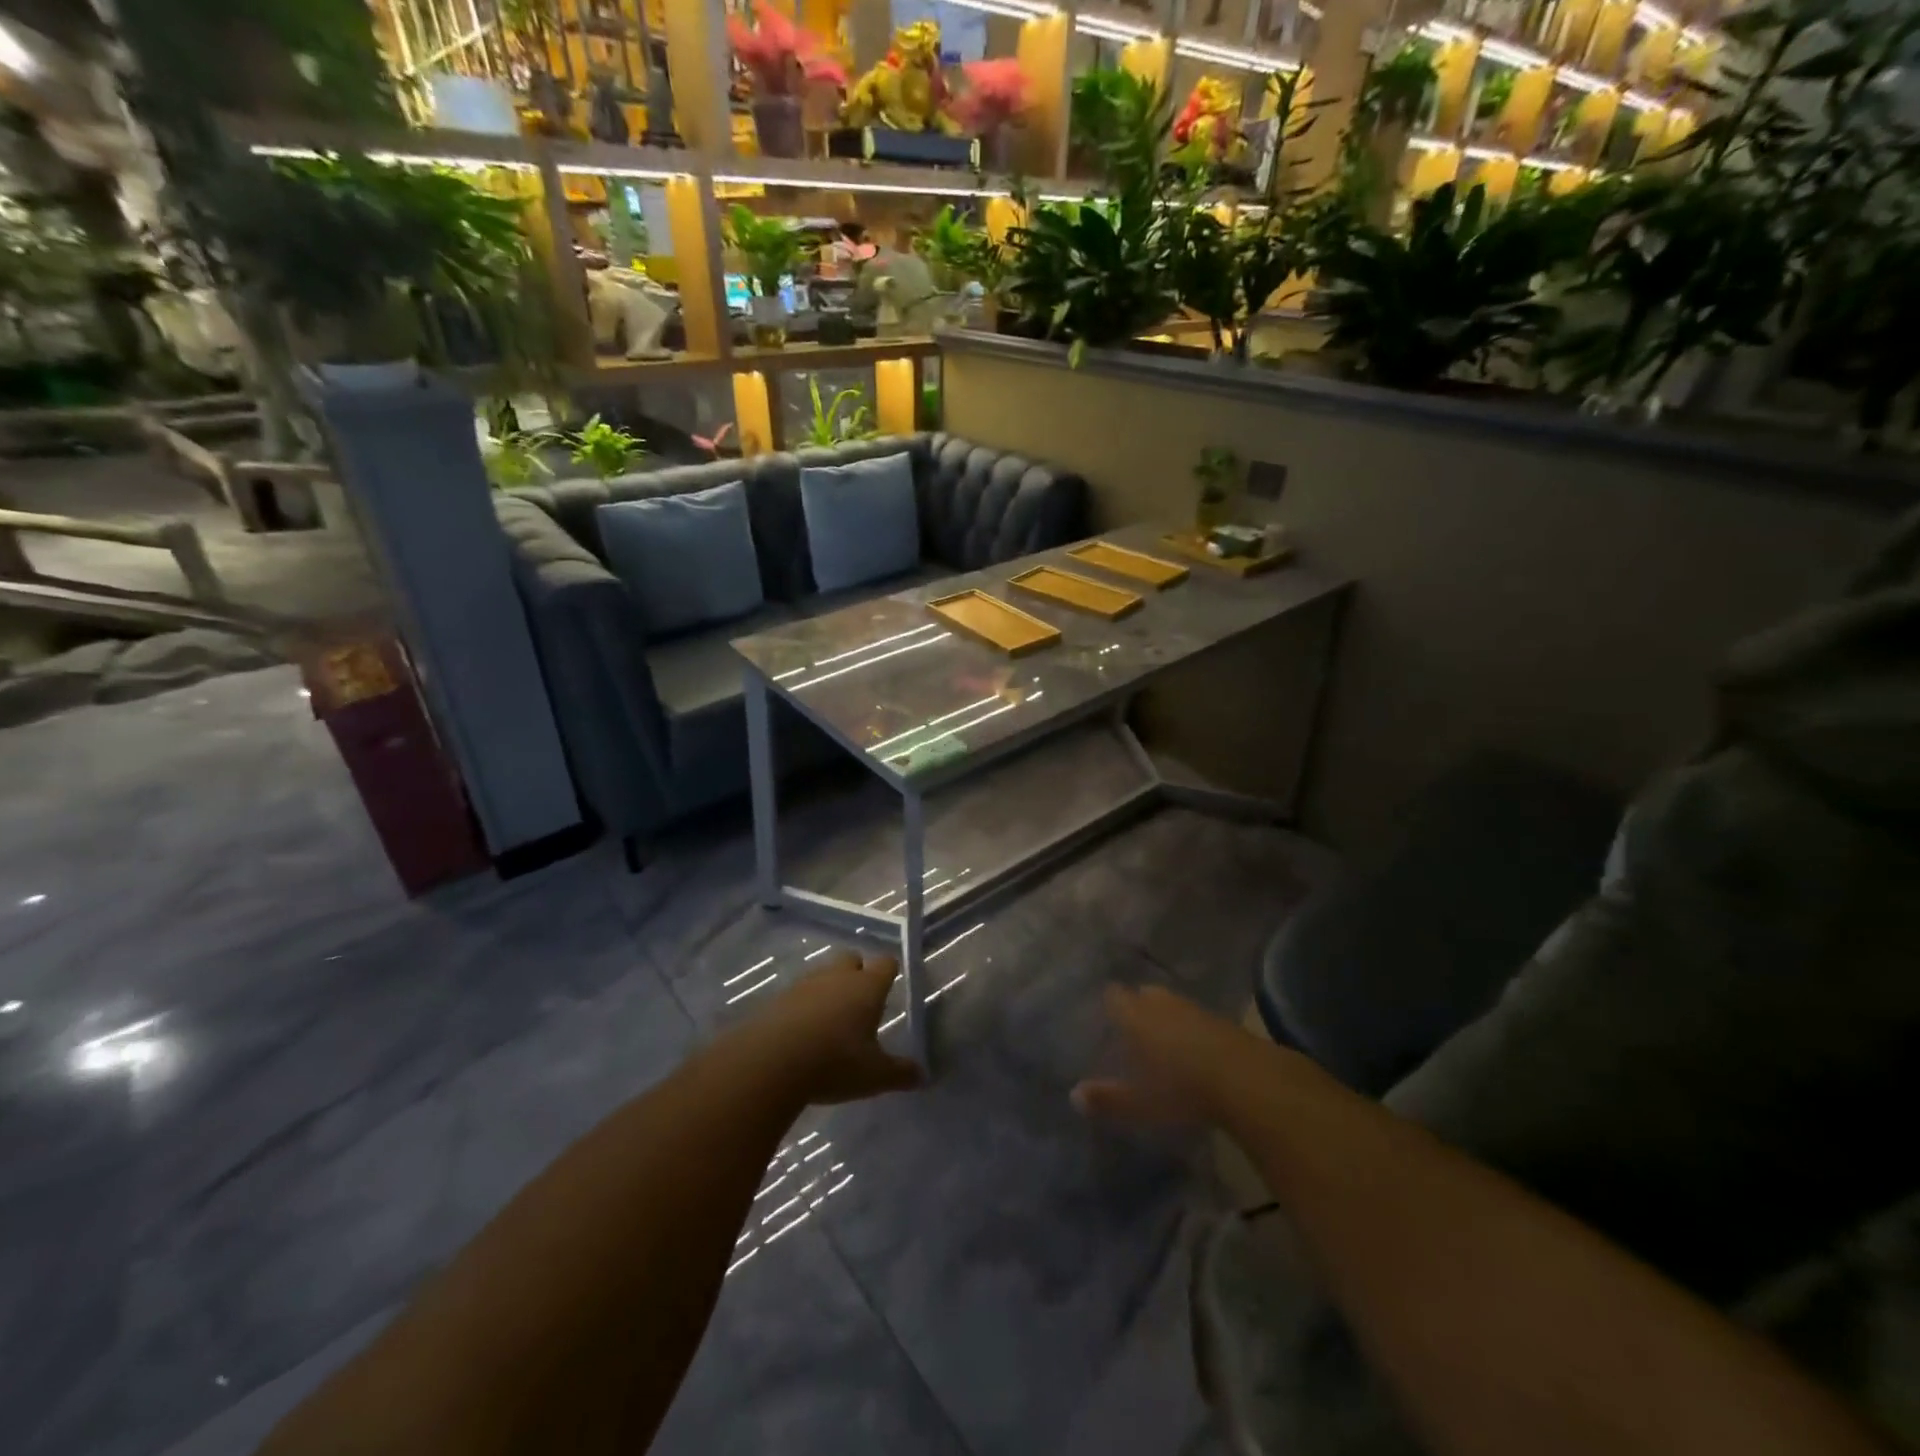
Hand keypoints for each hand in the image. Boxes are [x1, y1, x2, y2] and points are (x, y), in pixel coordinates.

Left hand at [745, 953, 922, 1105]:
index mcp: (867, 987)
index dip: (889, 972)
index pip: (886, 963)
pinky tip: (802, 1033)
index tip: (891, 985)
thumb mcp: (874, 1076)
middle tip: (860, 1002)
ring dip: (828, 990)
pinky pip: (798, 994)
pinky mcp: (778, 998)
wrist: (770, 1062)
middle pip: (851, 959)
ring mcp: (805, 984)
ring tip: (830, 1021)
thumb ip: (900, 1073)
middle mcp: (838, 976)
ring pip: (823, 975)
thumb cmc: (834, 1062)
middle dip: (857, 973)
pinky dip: (803, 1006)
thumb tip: (923, 1075)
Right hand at [1072, 984, 1252, 1126]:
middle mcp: (1160, 1003)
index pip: (1114, 997)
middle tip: (1131, 1030)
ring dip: (1165, 1016)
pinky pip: (1194, 1016)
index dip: (1109, 1005)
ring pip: (1170, 1004)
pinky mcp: (1220, 1019)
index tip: (1104, 1018)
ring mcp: (1192, 1007)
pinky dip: (1189, 1027)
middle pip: (1143, 995)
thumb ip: (1107, 1099)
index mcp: (1135, 1015)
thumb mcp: (1141, 1103)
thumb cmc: (1182, 1088)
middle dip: (1137, 1008)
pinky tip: (1192, 1047)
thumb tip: (1073, 1096)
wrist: (1247, 1079)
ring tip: (1161, 1038)